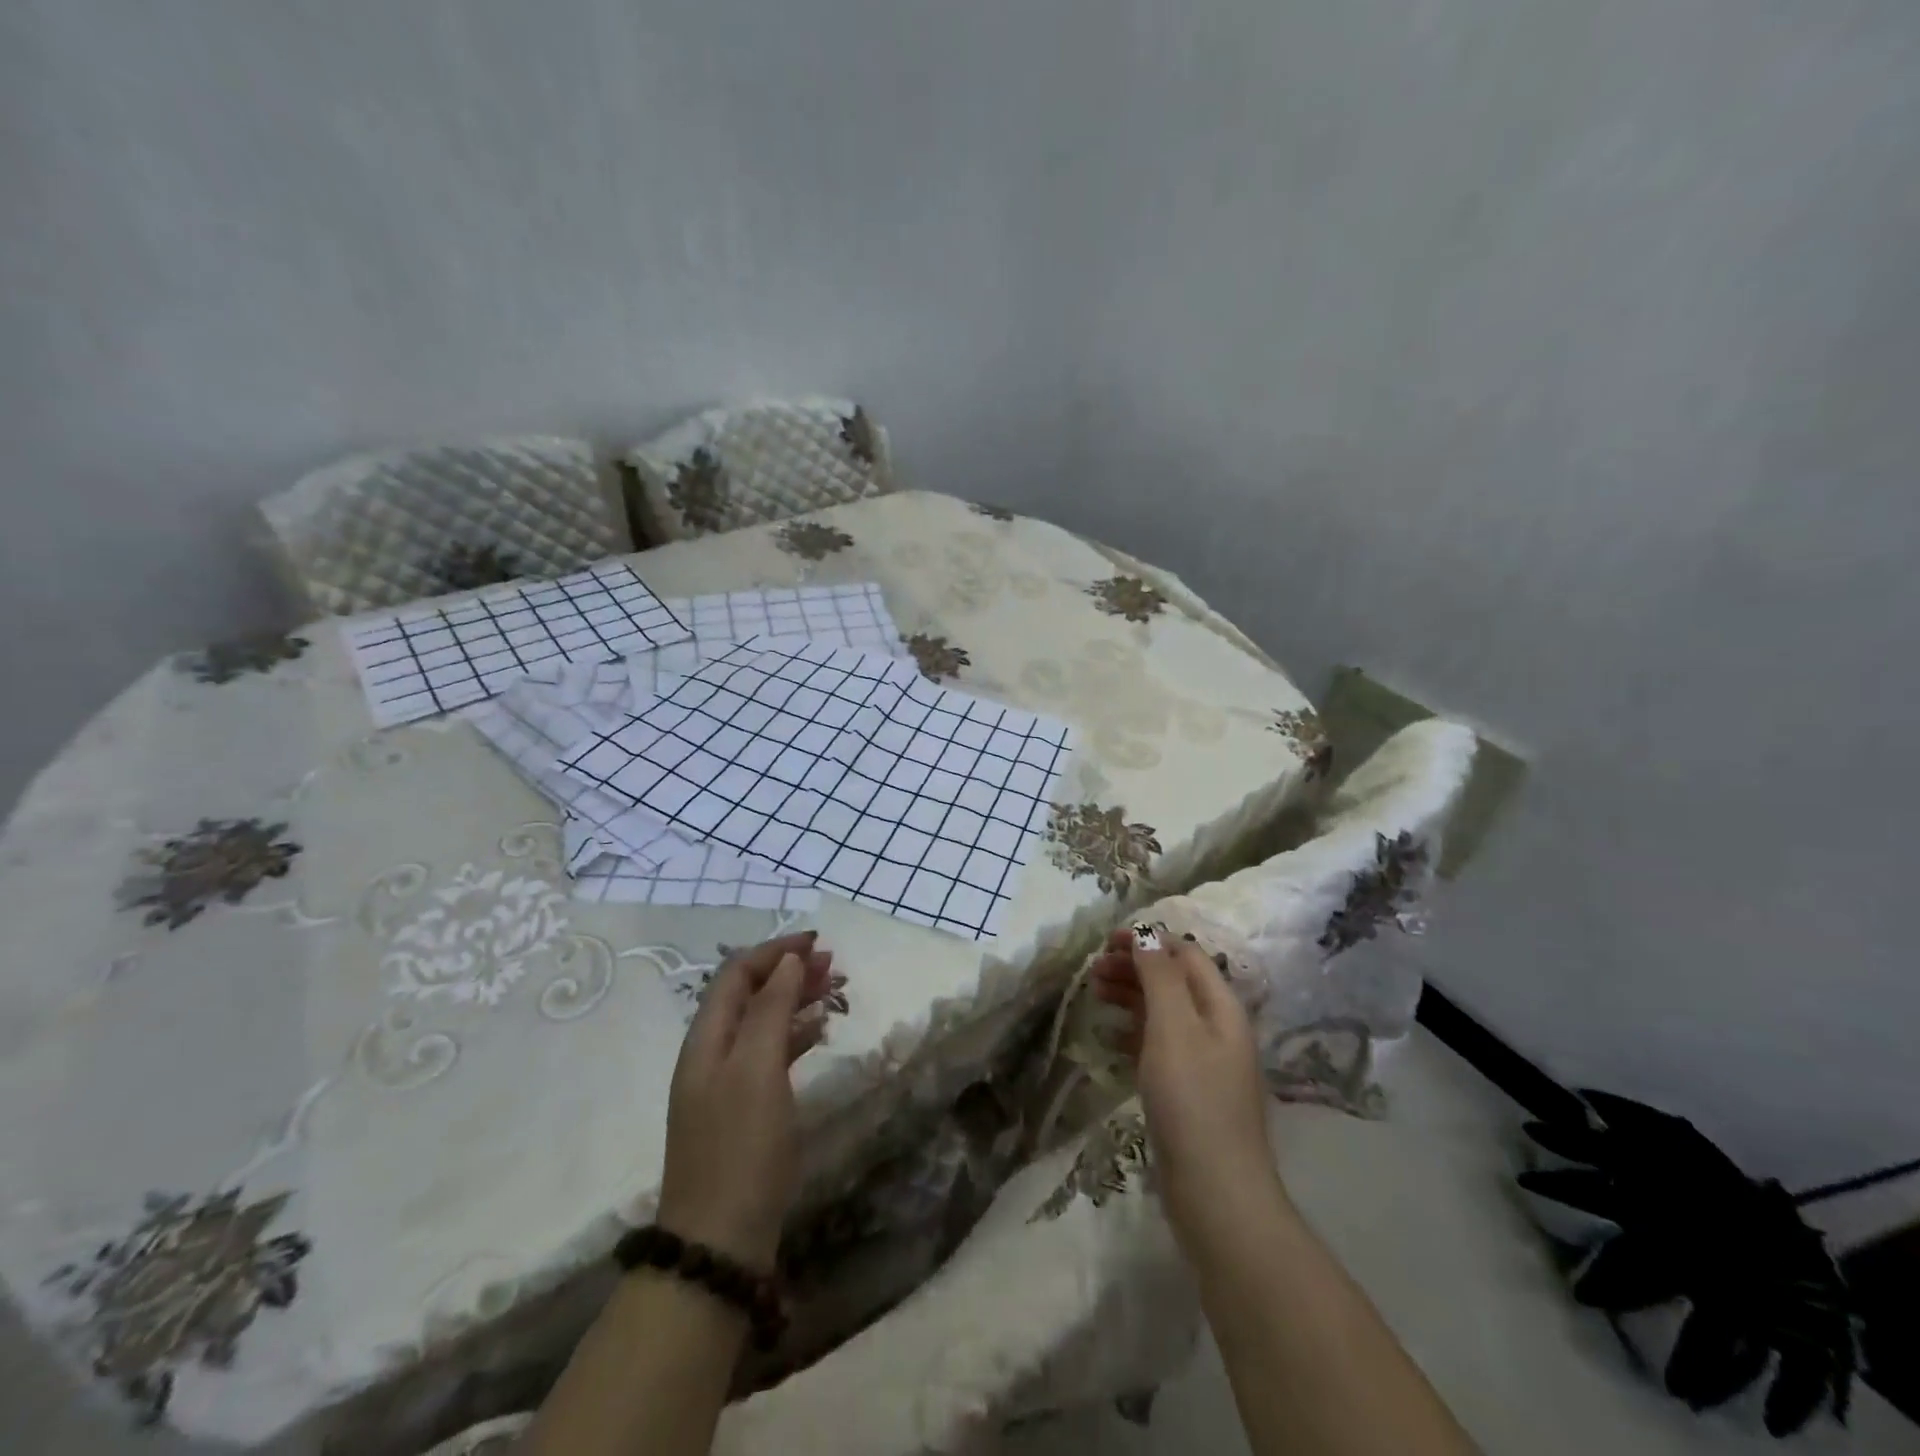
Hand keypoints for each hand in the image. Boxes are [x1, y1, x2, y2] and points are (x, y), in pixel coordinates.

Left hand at [656, 931, 833, 1269]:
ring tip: (834, 990)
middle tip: (833, 964)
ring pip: (762, 1023)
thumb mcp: (756, 1069)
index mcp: (707, 1039)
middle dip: (788, 972)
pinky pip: (770, 1054)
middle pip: (749, 995)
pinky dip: (795, 1034)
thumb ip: (770, 1009)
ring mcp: (726, 1085)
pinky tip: (819, 1033)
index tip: (817, 942)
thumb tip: (788, 960)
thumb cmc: (740, 1147)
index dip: (775, 951)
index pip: (737, 974)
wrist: (720, 1244)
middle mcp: (712, 1054)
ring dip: (794, 1000)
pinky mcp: (744, 1112)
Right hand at [1091, 925, 1284, 1257]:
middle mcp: (1216, 1027)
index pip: (1185, 955)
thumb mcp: (1173, 1028)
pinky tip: (1108, 1037)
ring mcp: (1203, 1061)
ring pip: (1163, 1012)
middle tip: (1093, 969)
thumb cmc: (1192, 1100)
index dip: (1148, 941)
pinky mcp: (1187, 1091)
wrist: (1215, 1192)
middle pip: (1173, 981)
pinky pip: (1157, 1045)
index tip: (1106, 942)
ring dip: (1131, 996)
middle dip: (1135, 967)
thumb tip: (1147, 936)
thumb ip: (1160, 977)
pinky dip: (1132, 1031)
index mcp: (1221, 1007)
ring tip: (1095, 993)